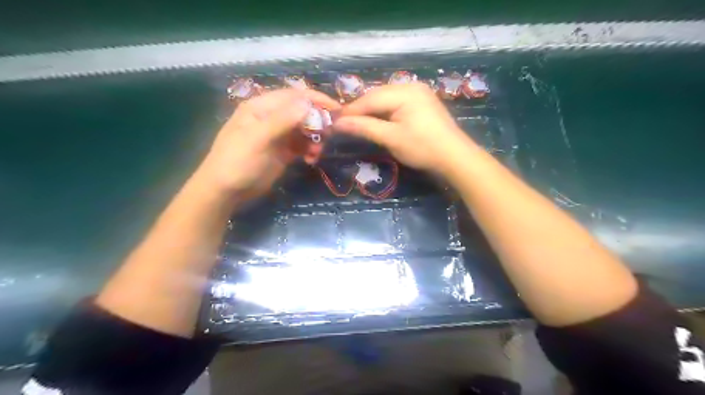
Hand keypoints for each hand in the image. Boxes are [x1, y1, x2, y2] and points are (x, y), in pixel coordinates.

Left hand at [198, 87, 341, 196]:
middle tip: (329, 135)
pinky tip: (311, 159)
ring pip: (305, 129)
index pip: (294, 96)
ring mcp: (278, 135)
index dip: (316, 100)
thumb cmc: (238, 162)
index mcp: (262, 107)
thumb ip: (282, 120)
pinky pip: (303, 145)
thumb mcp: (257, 139)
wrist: (226, 191)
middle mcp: (272, 117)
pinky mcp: (283, 151)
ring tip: (317, 153)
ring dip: (315, 139)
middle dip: (318, 122)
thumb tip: (307, 103)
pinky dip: (310, 150)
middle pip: (303, 112)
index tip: (337, 110)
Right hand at [333, 82, 475, 172]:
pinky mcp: (422, 102)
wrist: (455, 157)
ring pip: (386, 99)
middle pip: (377, 95)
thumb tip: (337, 123)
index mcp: (404, 92)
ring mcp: (418, 93)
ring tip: (357, 122)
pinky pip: (396, 103)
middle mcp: (411, 86)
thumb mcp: (391, 138)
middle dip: (360, 109)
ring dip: (371, 110)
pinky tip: (377, 120)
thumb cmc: (423, 148)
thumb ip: (364, 127)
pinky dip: (384, 112)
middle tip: (343, 123)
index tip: (334, 121)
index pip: (370, 98)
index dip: (351, 110)